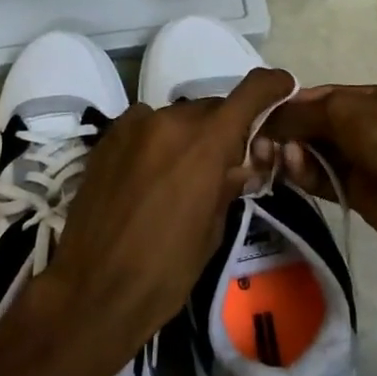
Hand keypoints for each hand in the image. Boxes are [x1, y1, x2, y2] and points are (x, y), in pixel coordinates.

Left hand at [37, 67, 296, 368]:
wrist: (93, 288)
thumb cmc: (165, 271)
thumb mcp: (212, 230)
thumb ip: (228, 185)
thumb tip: (241, 164)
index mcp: (205, 143)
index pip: (248, 93)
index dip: (271, 86)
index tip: (283, 87)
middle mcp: (169, 120)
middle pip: (210, 109)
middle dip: (224, 129)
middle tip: (226, 163)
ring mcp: (132, 125)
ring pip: (175, 117)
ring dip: (187, 136)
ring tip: (181, 175)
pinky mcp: (106, 138)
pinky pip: (144, 126)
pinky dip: (156, 141)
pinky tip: (149, 174)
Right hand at [260, 82, 376, 268]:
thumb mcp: (345, 109)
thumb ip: (302, 112)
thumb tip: (267, 120)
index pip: (326, 95)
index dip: (294, 102)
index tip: (263, 110)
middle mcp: (371, 126)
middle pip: (318, 124)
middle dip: (290, 129)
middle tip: (260, 137)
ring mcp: (366, 161)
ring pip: (317, 153)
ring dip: (294, 152)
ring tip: (274, 155)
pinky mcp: (357, 194)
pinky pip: (322, 179)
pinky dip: (304, 173)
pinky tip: (290, 169)